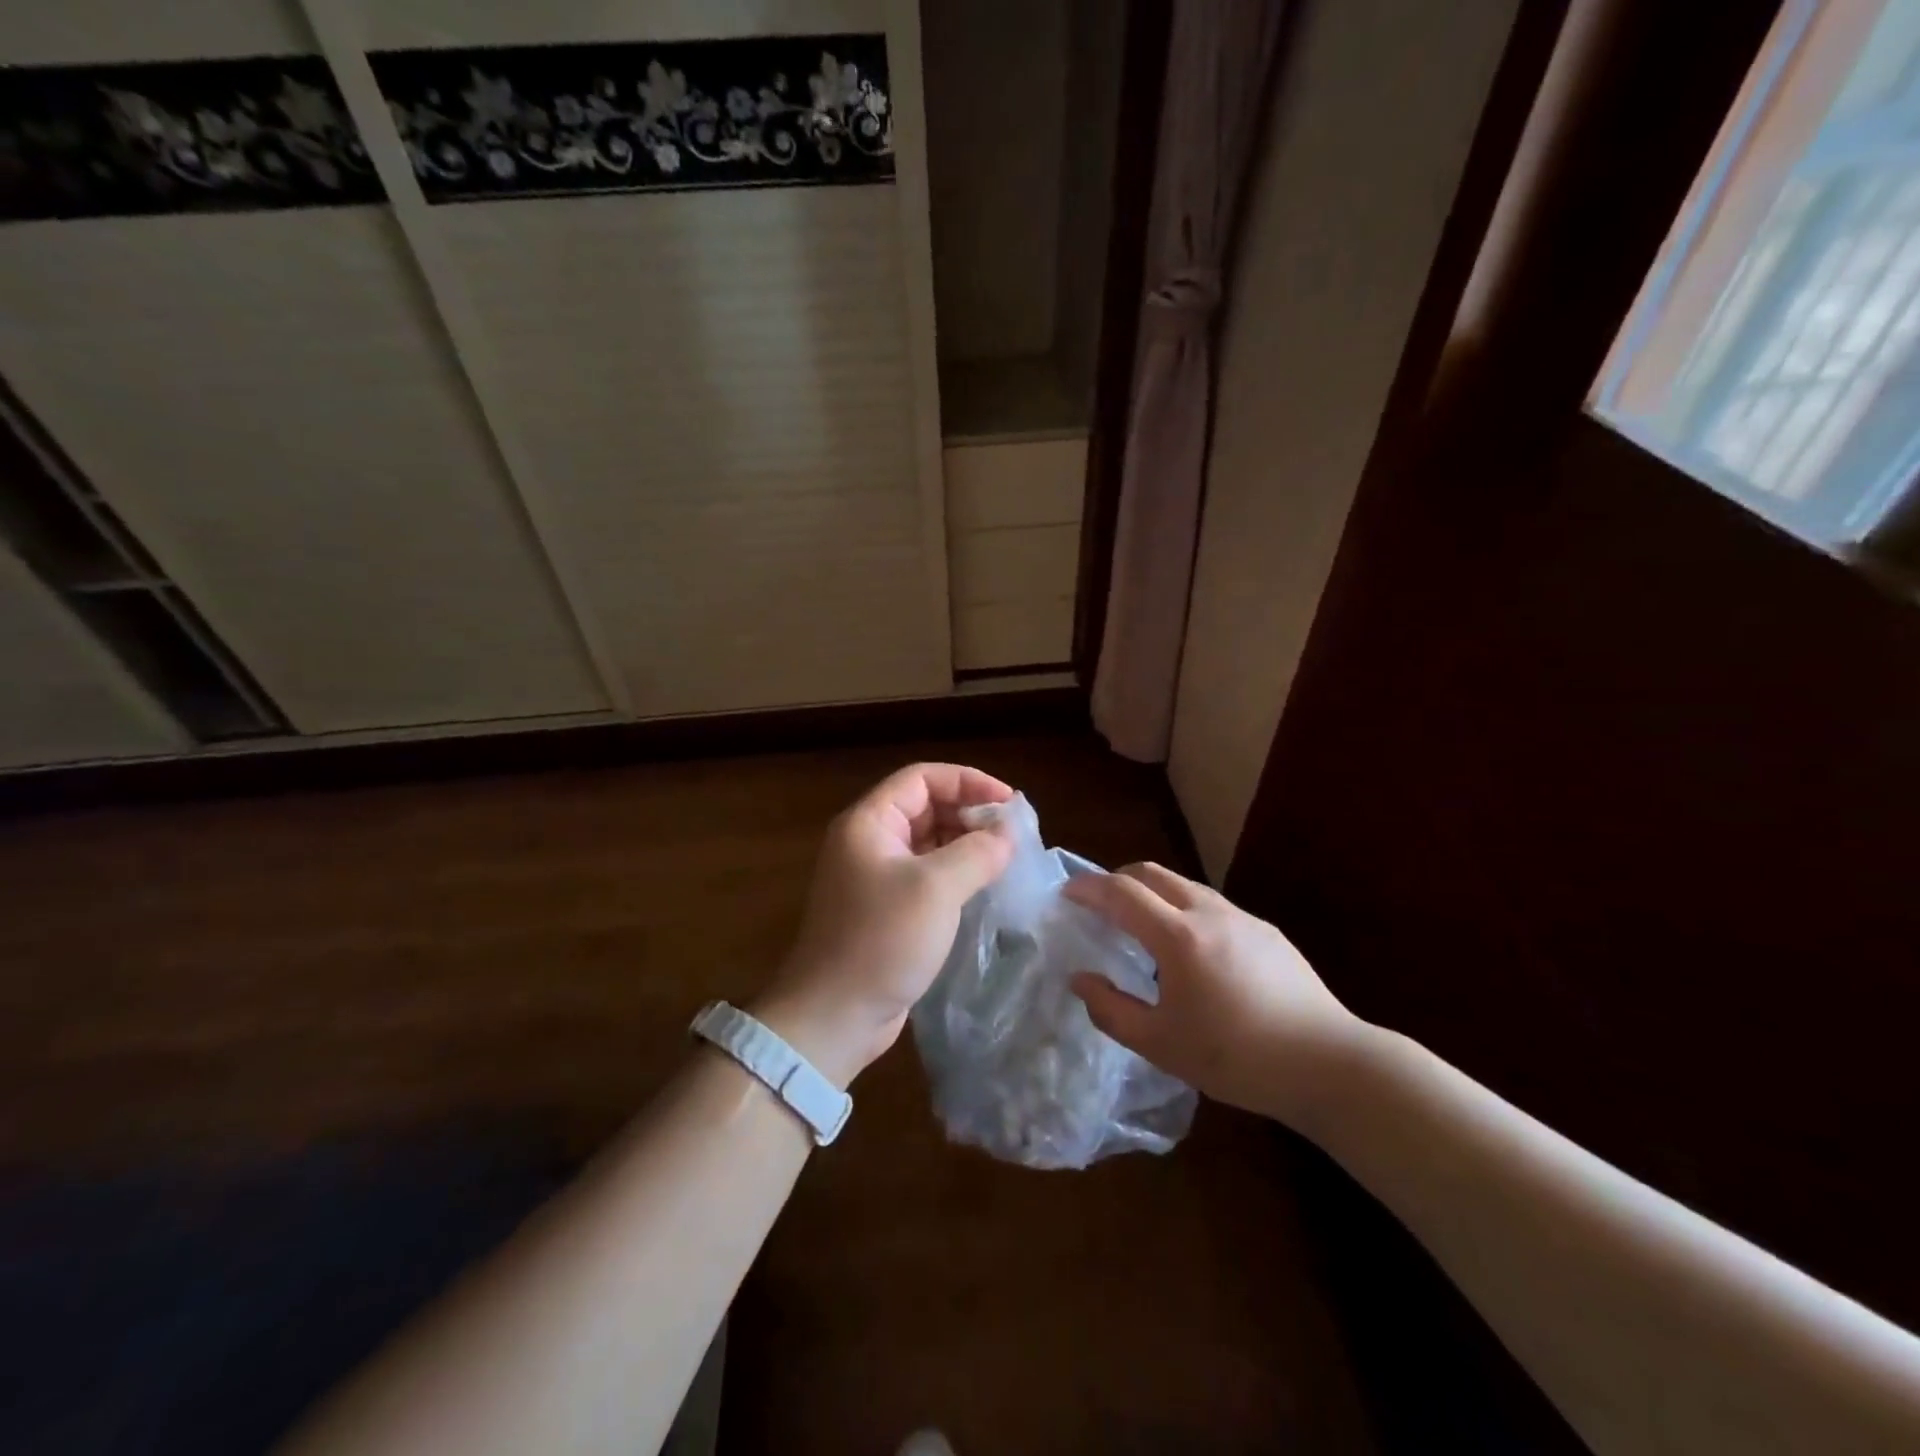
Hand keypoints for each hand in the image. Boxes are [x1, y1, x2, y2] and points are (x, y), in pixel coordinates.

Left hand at [753, 763, 1014, 1086]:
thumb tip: (1008, 834)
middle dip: (970, 813)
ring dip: (966, 844)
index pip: (922, 778)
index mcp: (869, 823)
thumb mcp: (936, 889)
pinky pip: (926, 875)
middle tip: (1013, 833)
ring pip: (928, 842)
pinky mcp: (886, 908)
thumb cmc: (881, 940)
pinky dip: (956, 873)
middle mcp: (869, 841)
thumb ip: (977, 852)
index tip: (1008, 802)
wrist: (834, 1016)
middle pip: (926, 807)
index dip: (967, 781)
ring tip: (1007, 857)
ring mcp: (876, 876)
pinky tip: (985, 886)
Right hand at [1063, 863, 1371, 1128]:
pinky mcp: (1267, 932)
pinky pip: (1211, 906)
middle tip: (1099, 904)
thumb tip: (1080, 980)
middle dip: (1118, 879)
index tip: (1066, 893)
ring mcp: (1242, 918)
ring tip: (1142, 927)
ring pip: (1184, 886)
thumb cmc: (1236, 1057)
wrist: (1328, 1063)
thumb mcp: (1160, 1045)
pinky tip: (1191, 952)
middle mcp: (1208, 912)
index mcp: (1178, 936)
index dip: (1088, 887)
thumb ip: (1111, 1010)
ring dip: (1153, 893)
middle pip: (1152, 873)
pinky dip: (1183, 910)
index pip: (1121, 892)